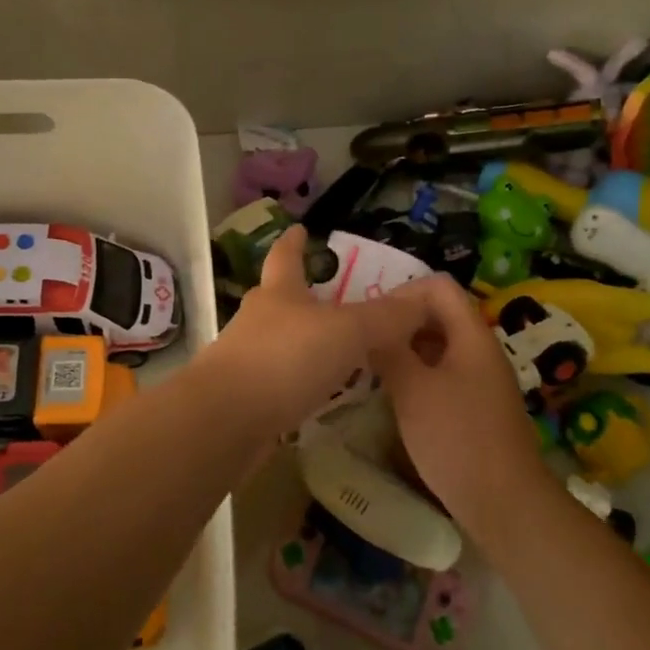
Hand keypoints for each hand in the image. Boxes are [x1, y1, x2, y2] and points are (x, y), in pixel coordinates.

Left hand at [201, 226, 442, 433]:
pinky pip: (280, 381)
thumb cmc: (285, 360)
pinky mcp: (245, 398)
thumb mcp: (346, 332)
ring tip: (337, 350)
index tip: (299, 228)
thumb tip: (424, 296)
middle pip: (280, 299)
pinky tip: (320, 395)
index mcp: (279, 293)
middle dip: (303, 296)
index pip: (286, 257)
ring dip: (304, 343)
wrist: (224, 421)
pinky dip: (299, 382)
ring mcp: (246, 359)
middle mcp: (258, 320)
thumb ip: (385, 317)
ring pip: (280, 342)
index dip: (293, 242)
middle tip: (333, 298)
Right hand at [370, 274, 546, 525]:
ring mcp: (481, 380)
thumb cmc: (457, 438)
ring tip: (369, 366)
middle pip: (438, 314)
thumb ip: (389, 350)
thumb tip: (369, 326)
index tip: (371, 317)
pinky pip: (443, 375)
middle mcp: (480, 349)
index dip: (403, 290)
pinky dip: (417, 376)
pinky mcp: (477, 407)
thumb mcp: (413, 390)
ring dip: (406, 350)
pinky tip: (393, 396)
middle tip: (362, 340)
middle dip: (400, 321)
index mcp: (471, 334)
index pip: (438, 285)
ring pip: (439, 347)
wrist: (504, 502)